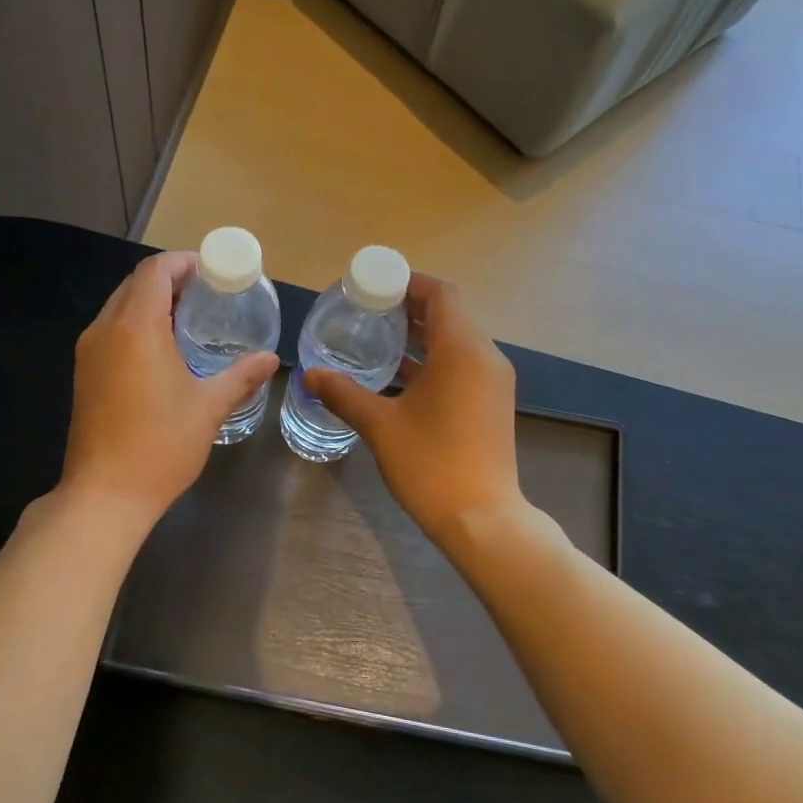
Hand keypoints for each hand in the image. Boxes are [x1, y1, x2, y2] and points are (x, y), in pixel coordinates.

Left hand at [58, 251, 278, 531]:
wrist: (105, 494)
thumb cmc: (161, 445)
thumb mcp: (208, 407)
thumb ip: (241, 376)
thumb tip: (270, 359)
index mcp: (136, 328)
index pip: (155, 271)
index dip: (183, 263)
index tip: (212, 271)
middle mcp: (105, 330)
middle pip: (134, 284)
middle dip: (169, 280)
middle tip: (206, 294)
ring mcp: (88, 353)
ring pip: (119, 307)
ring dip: (151, 303)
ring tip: (188, 319)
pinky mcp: (84, 374)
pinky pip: (110, 331)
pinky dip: (136, 325)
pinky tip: (162, 350)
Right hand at [306, 274, 523, 546]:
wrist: (482, 519)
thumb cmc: (431, 465)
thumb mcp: (380, 426)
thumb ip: (344, 394)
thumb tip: (310, 375)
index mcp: (462, 351)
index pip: (441, 294)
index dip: (408, 283)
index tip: (373, 287)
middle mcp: (485, 357)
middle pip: (449, 315)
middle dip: (409, 309)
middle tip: (367, 311)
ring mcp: (492, 382)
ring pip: (456, 342)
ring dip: (420, 336)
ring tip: (378, 339)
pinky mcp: (491, 404)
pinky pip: (462, 365)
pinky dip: (433, 361)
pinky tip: (399, 377)